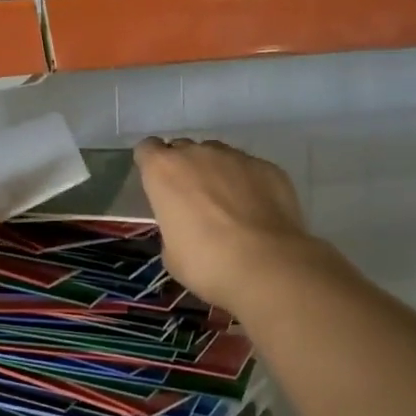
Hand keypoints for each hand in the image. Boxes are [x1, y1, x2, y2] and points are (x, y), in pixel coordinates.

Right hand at [134, 137, 324, 312]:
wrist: (267, 266)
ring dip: (217, 173)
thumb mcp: (171, 252)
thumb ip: (172, 225)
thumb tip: (185, 226)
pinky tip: (257, 212)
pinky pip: (250, 169)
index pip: (147, 149)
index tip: (158, 185)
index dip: (151, 164)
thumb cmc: (206, 263)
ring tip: (229, 206)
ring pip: (218, 156)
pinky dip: (249, 184)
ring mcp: (235, 157)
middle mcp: (197, 154)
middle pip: (184, 149)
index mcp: (163, 170)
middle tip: (193, 201)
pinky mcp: (268, 167)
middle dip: (185, 168)